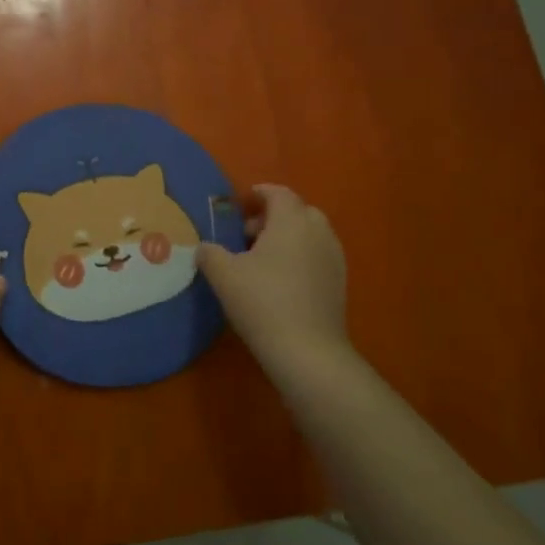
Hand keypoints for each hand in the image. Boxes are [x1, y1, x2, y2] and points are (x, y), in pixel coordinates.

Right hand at [198, 185, 353, 380]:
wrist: (307, 351)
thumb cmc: (261, 302)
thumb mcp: (223, 275)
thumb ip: (210, 253)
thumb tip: (204, 248)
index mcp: (291, 221)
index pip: (278, 194)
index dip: (259, 193)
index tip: (242, 201)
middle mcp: (318, 232)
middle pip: (298, 212)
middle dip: (273, 217)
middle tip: (247, 234)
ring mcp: (334, 258)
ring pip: (310, 235)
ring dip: (287, 238)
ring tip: (262, 260)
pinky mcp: (339, 283)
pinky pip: (318, 257)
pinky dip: (300, 257)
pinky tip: (280, 281)